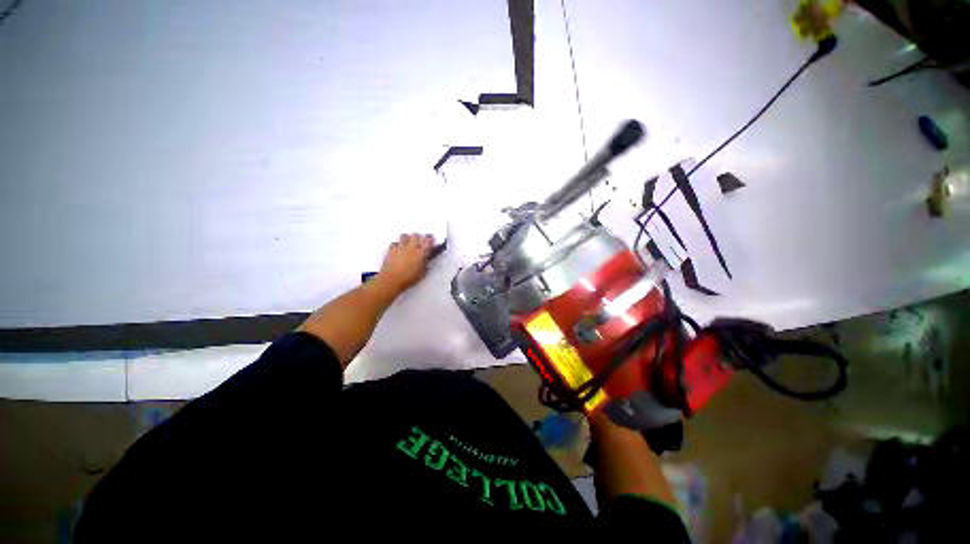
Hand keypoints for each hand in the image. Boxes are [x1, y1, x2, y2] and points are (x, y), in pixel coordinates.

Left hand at [376, 233, 433, 293]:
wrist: (392, 279)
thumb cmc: (409, 278)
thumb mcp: (423, 272)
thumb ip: (425, 263)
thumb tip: (426, 258)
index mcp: (421, 252)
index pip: (428, 240)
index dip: (430, 238)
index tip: (430, 239)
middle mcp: (411, 247)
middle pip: (416, 235)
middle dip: (418, 237)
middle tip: (419, 241)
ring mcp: (400, 247)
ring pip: (404, 236)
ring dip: (407, 238)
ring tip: (408, 243)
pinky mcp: (391, 250)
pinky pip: (394, 243)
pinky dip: (397, 244)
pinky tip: (398, 249)